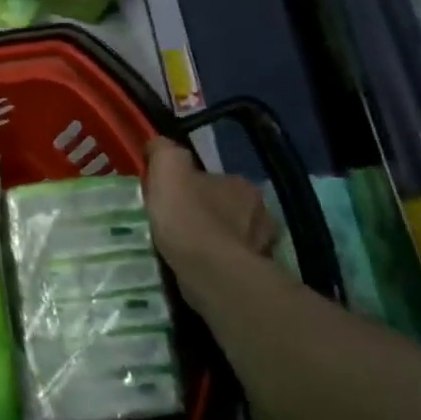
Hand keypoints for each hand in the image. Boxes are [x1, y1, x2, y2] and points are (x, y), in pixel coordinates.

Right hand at [144, 137, 279, 266]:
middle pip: (224, 206)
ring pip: (229, 235)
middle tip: (174, 222)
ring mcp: (261, 246)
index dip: (189, 184)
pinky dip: (214, 261)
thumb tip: (159, 145)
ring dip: (211, 239)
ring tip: (182, 248)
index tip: (169, 195)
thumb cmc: (189, 217)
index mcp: (241, 185)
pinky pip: (229, 261)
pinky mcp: (254, 274)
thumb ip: (164, 151)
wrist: (211, 272)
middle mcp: (260, 213)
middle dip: (204, 212)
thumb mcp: (168, 169)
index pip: (213, 178)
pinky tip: (194, 266)